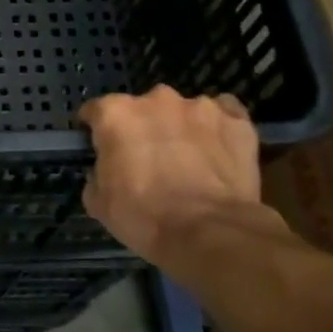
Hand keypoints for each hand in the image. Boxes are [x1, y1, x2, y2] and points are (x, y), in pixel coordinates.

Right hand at [80, 86, 267, 261]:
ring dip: (180, 129)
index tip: (100, 150)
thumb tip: (106, 171)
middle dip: (142, 129)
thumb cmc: (144, 216)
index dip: (95, 131)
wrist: (209, 232)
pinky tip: (218, 151)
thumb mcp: (99, 203)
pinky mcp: (237, 120)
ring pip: (183, 111)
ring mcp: (201, 107)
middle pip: (141, 109)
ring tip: (188, 160)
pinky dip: (217, 129)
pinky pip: (223, 115)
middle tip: (146, 160)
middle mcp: (156, 99)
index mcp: (116, 113)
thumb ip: (97, 174)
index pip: (95, 112)